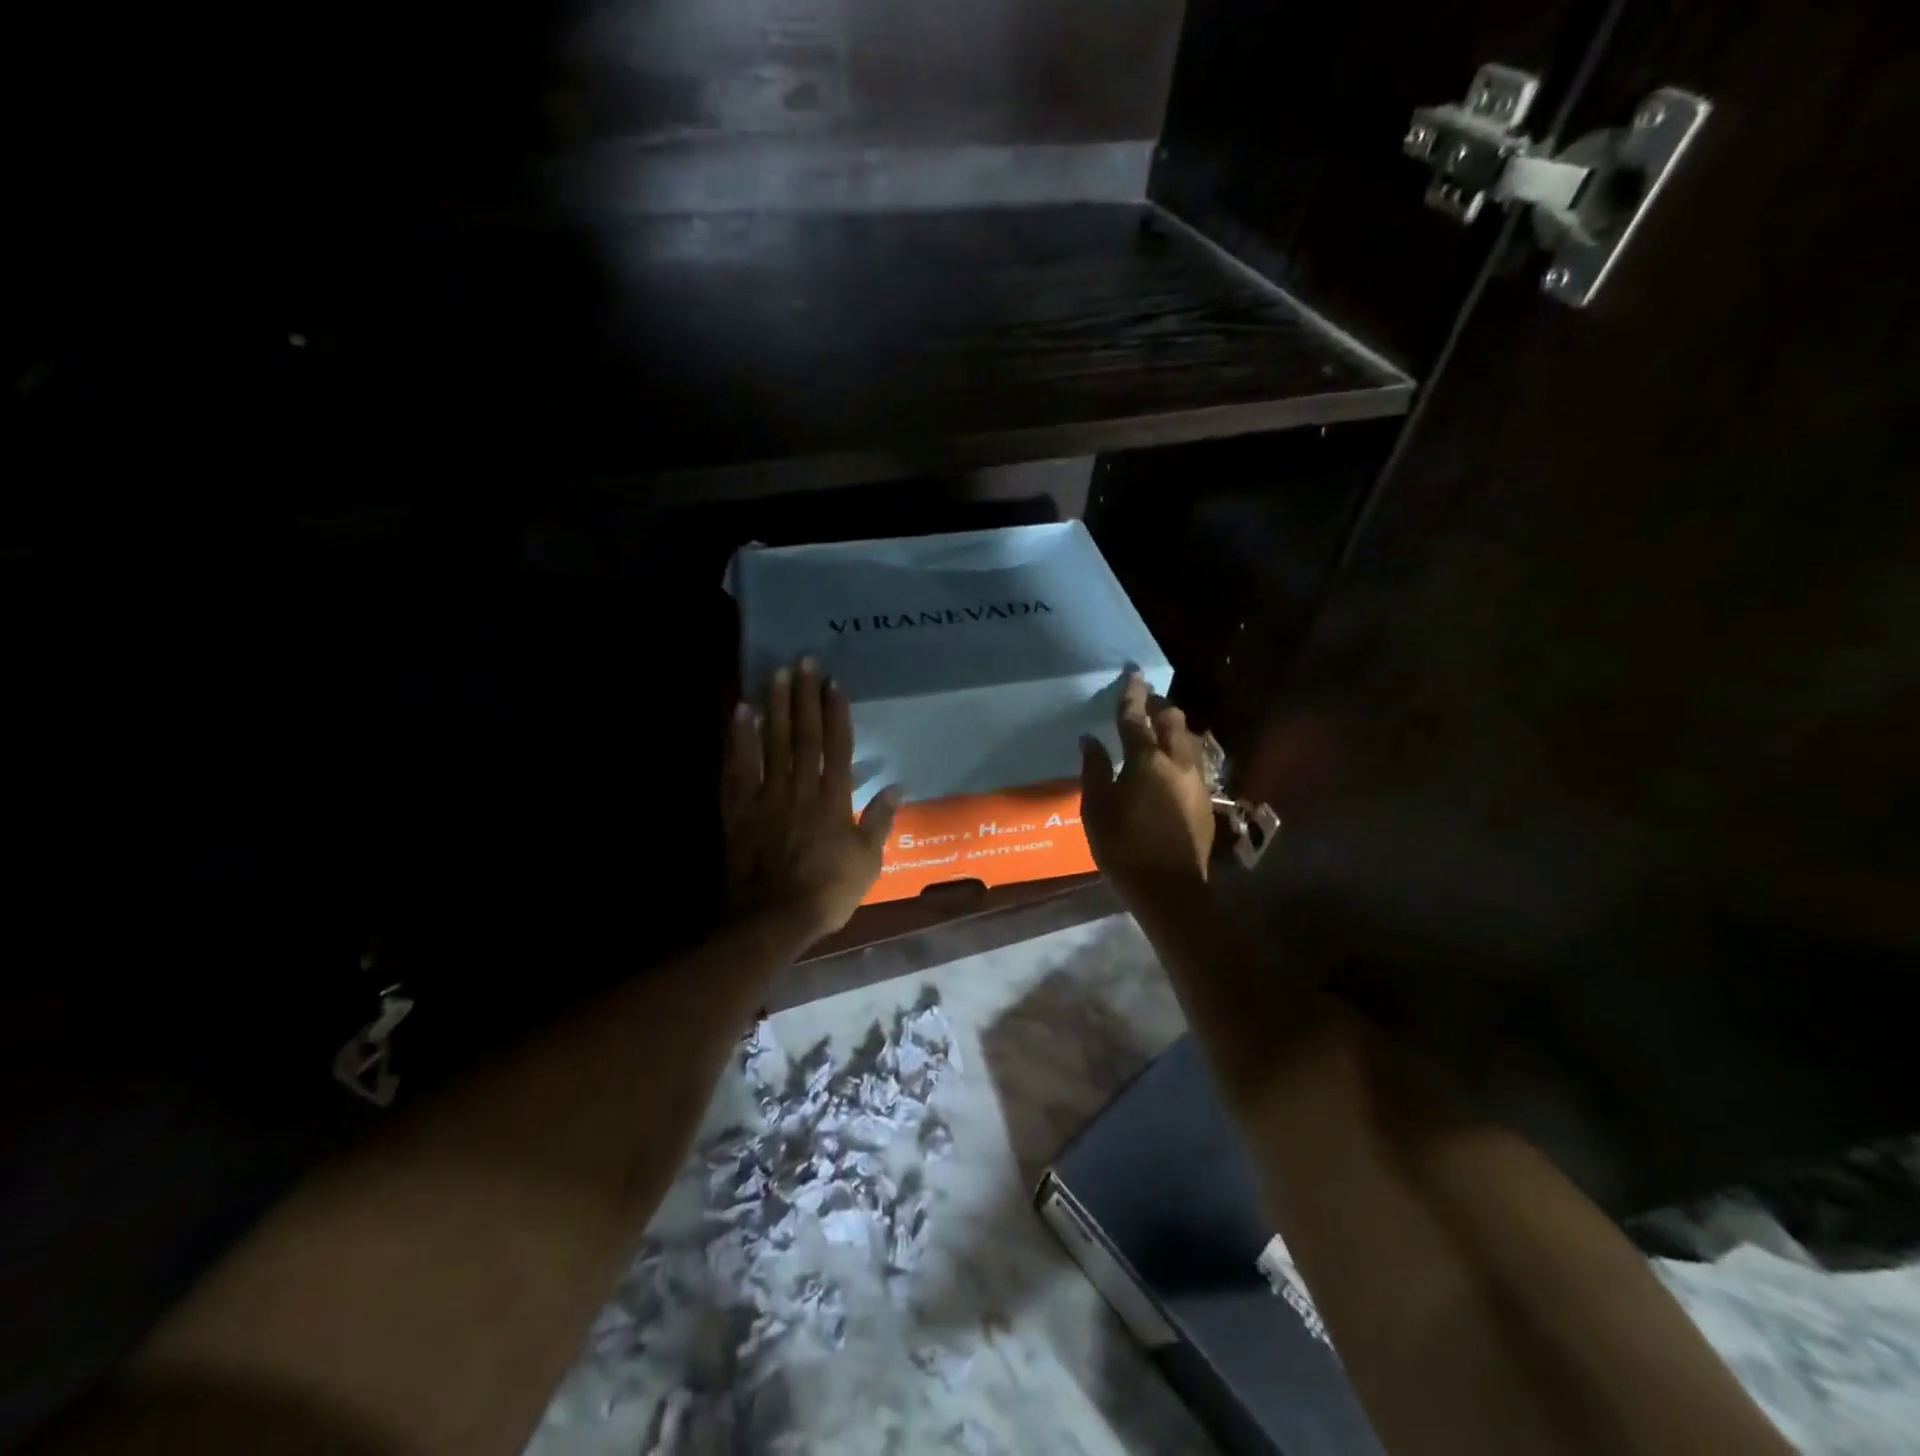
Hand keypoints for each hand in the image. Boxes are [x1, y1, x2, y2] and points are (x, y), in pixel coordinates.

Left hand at [723, 657, 900, 939]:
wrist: (772, 918)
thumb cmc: (826, 892)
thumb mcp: (867, 863)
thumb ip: (879, 822)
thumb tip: (897, 787)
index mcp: (833, 801)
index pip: (837, 748)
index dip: (836, 713)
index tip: (835, 683)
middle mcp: (800, 789)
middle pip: (803, 735)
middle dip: (805, 696)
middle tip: (804, 661)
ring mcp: (766, 796)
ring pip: (772, 743)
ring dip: (775, 706)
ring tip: (776, 673)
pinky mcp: (739, 809)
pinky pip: (738, 768)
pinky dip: (739, 739)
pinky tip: (741, 712)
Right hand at [1079, 673, 1215, 899]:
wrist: (1170, 888)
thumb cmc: (1123, 848)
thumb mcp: (1096, 809)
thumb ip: (1094, 770)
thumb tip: (1091, 740)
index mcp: (1146, 760)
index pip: (1137, 717)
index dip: (1132, 693)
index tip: (1132, 674)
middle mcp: (1176, 761)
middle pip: (1172, 719)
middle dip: (1158, 706)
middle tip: (1142, 703)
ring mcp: (1196, 779)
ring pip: (1189, 738)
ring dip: (1173, 727)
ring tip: (1157, 729)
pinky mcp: (1205, 797)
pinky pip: (1195, 759)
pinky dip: (1181, 749)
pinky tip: (1170, 761)